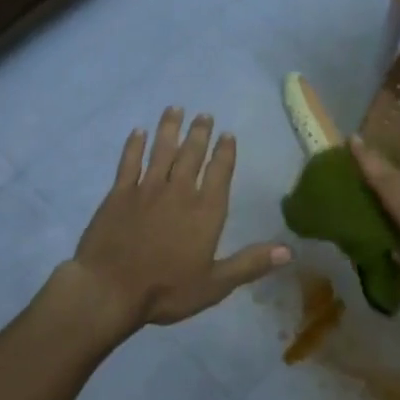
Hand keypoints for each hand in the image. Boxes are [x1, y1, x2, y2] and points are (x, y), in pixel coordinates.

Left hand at [68, 107, 290, 331]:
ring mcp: (146, 189)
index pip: (219, 173)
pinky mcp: (119, 193)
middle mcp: (179, 191)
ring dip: (170, 128)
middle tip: (204, 114)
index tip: (227, 134)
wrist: (109, 288)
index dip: (225, 152)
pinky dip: (134, 145)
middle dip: (200, 133)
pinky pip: (129, 162)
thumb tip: (289, 251)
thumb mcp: (215, 284)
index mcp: (205, 211)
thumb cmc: (166, 289)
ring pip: (162, 150)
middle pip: (192, 154)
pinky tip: (138, 132)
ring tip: (175, 109)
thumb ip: (250, 264)